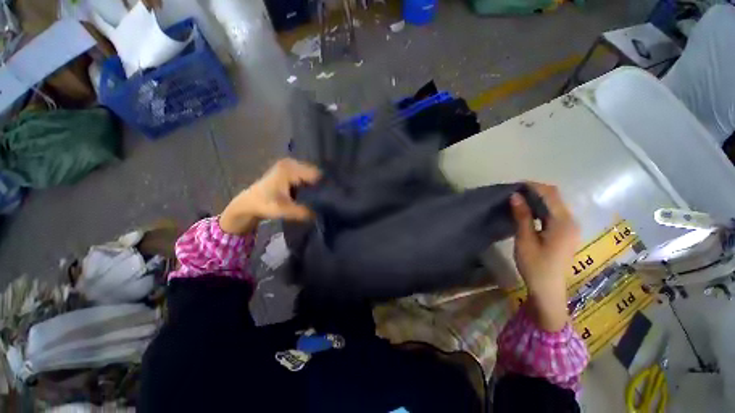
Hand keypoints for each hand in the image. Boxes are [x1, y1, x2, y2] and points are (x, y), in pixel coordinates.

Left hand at [219, 159, 321, 233]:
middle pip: (315, 173)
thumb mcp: (284, 210)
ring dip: (315, 185)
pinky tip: (310, 194)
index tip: (327, 198)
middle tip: (324, 199)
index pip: (316, 175)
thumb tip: (320, 214)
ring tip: (318, 197)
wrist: (248, 203)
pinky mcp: (289, 169)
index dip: (323, 186)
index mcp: (289, 169)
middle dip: (320, 186)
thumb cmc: (265, 204)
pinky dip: (309, 184)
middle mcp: (291, 163)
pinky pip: (305, 175)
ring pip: (311, 175)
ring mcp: (289, 165)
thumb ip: (303, 212)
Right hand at [510, 182, 579, 331]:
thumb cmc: (535, 265)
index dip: (534, 186)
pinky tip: (528, 212)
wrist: (547, 289)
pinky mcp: (566, 233)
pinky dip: (541, 209)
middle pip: (555, 198)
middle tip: (514, 193)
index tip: (515, 185)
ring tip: (518, 201)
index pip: (551, 195)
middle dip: (535, 191)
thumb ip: (522, 216)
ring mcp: (571, 228)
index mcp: (563, 223)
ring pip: (555, 205)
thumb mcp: (525, 239)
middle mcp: (571, 222)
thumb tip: (516, 195)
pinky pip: (554, 214)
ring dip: (538, 200)